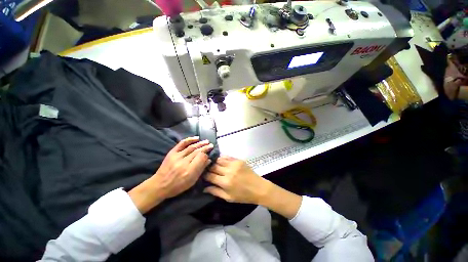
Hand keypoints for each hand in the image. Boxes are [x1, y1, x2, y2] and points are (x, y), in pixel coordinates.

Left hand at [129, 137, 212, 213]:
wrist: (160, 185)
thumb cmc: (178, 186)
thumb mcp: (192, 181)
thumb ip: (201, 169)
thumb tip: (208, 160)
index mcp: (189, 171)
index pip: (201, 158)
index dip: (206, 155)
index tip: (209, 154)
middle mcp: (184, 162)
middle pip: (197, 152)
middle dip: (205, 147)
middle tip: (211, 145)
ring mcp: (177, 156)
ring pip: (191, 147)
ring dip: (200, 143)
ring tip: (207, 141)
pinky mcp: (172, 153)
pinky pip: (182, 144)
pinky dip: (189, 139)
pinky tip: (196, 138)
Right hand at [204, 156, 271, 204]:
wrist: (258, 188)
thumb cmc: (243, 196)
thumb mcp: (228, 198)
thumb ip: (215, 192)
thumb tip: (204, 188)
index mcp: (225, 182)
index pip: (210, 176)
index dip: (204, 175)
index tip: (202, 175)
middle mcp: (229, 171)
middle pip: (213, 166)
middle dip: (208, 168)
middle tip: (206, 169)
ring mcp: (234, 164)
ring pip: (219, 159)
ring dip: (214, 162)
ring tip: (212, 164)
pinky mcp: (238, 160)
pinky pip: (227, 157)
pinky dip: (221, 158)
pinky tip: (220, 161)